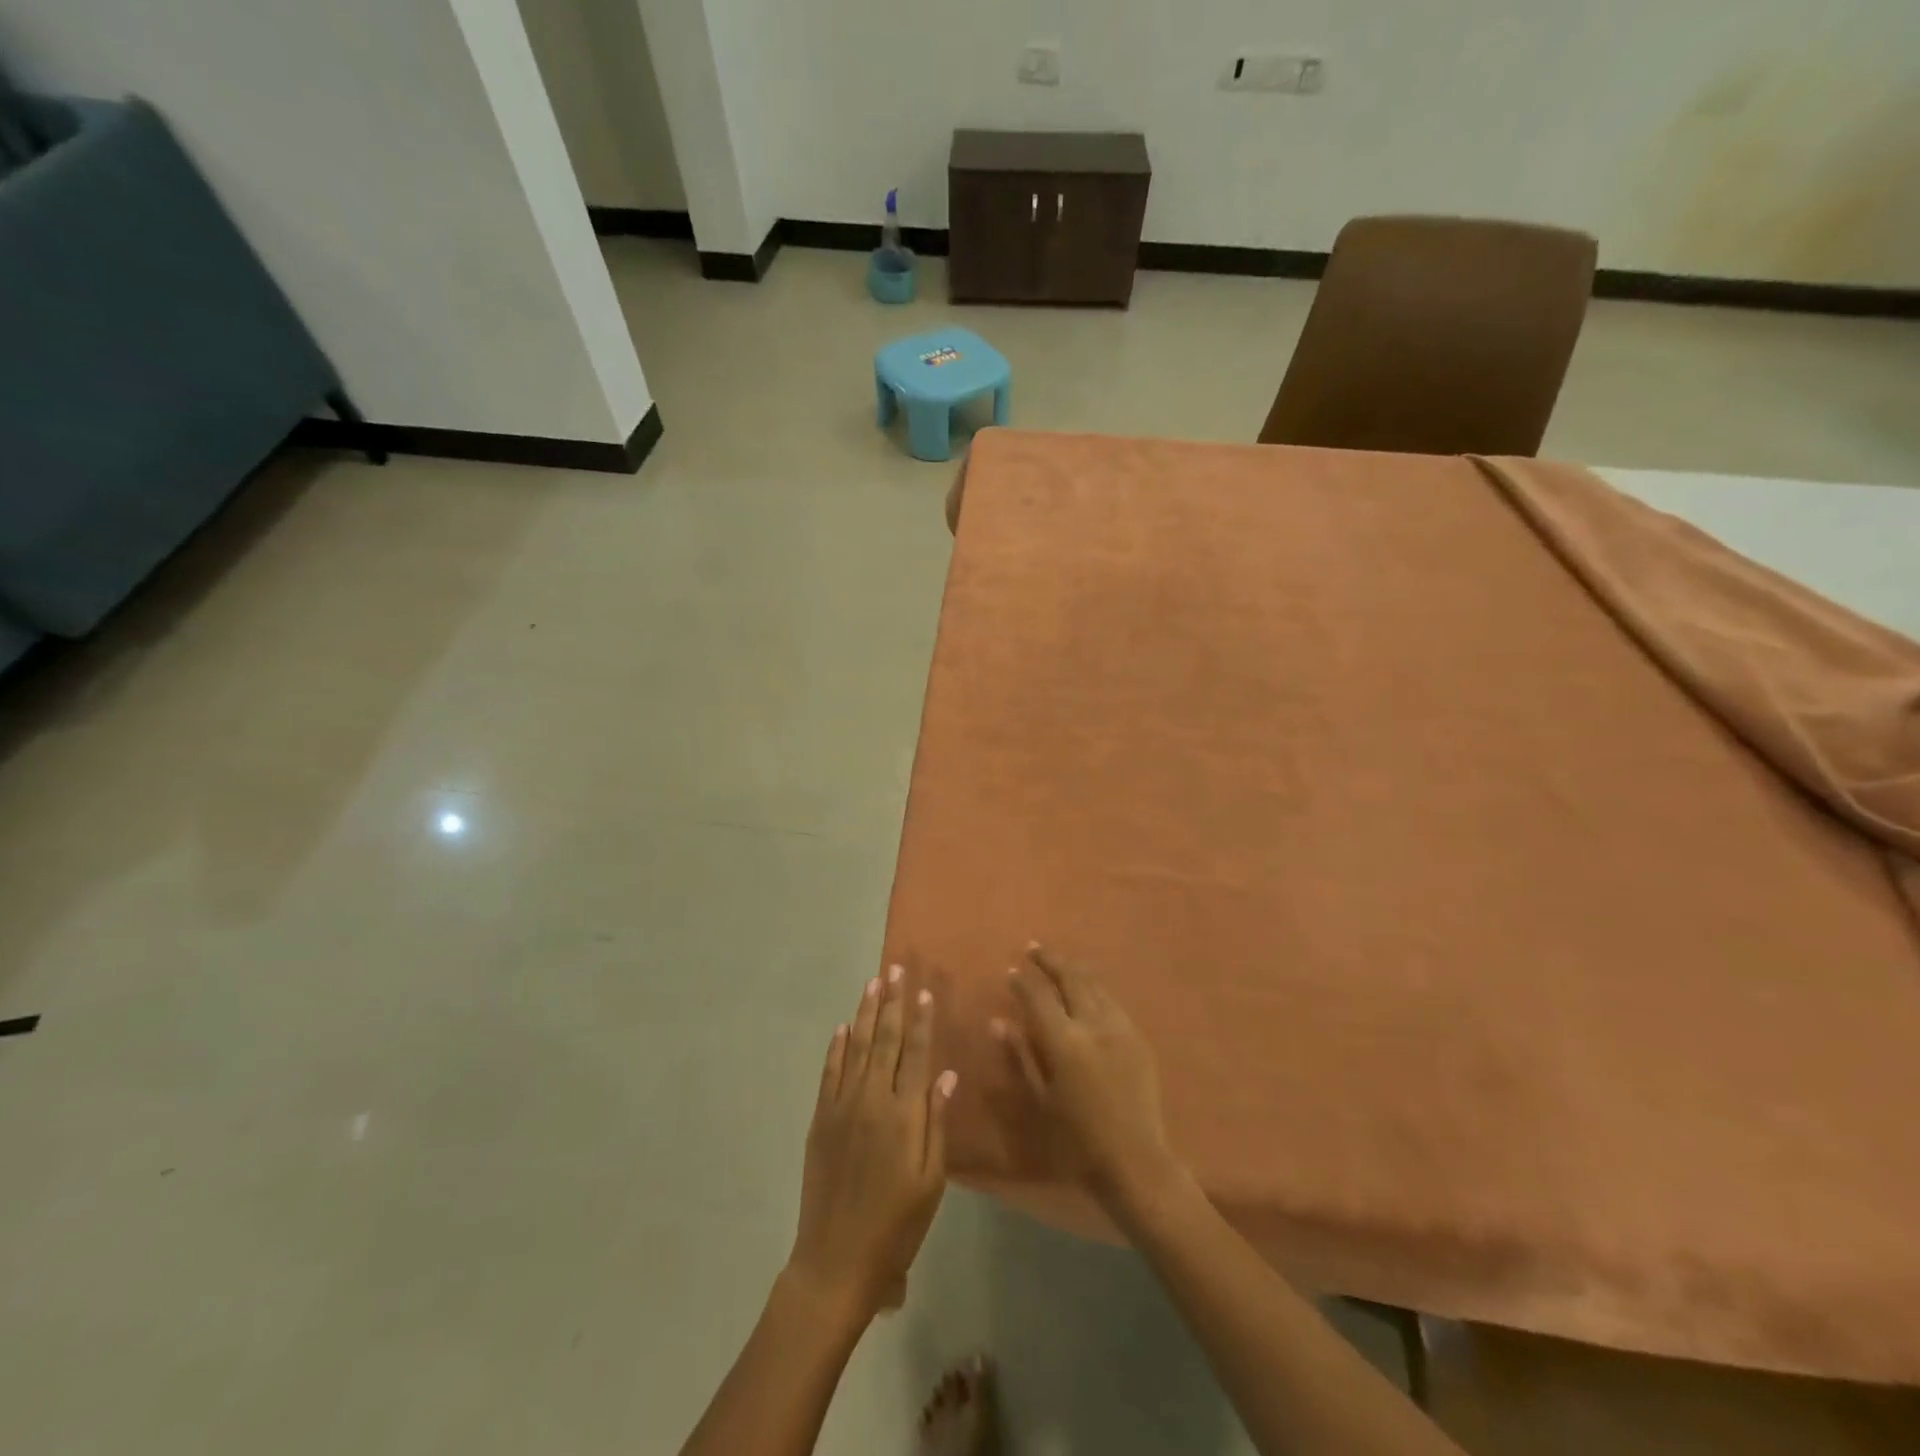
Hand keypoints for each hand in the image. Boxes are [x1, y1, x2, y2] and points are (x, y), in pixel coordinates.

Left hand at [789, 966, 956, 1321]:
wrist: (836, 1259)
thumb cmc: (896, 1225)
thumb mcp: (930, 1181)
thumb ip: (937, 1124)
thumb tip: (945, 1075)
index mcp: (904, 1114)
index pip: (916, 1054)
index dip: (922, 1021)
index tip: (925, 991)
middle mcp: (872, 1100)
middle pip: (886, 1041)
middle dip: (893, 1003)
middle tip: (895, 970)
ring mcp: (842, 1106)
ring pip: (858, 1048)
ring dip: (867, 1014)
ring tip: (873, 984)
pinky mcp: (820, 1119)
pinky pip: (830, 1073)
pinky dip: (837, 1048)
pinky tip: (843, 1028)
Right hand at [993, 944, 1184, 1214]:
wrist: (1136, 1161)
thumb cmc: (1077, 1140)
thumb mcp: (1041, 1099)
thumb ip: (1020, 1055)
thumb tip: (998, 1022)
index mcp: (1065, 1043)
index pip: (1039, 997)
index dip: (1023, 982)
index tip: (1011, 970)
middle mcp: (1094, 1026)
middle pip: (1071, 979)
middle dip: (1051, 960)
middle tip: (1034, 947)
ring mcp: (1120, 1029)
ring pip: (1095, 985)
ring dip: (1075, 970)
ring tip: (1060, 963)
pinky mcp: (1138, 1038)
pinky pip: (1113, 1002)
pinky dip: (1096, 989)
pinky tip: (1089, 991)